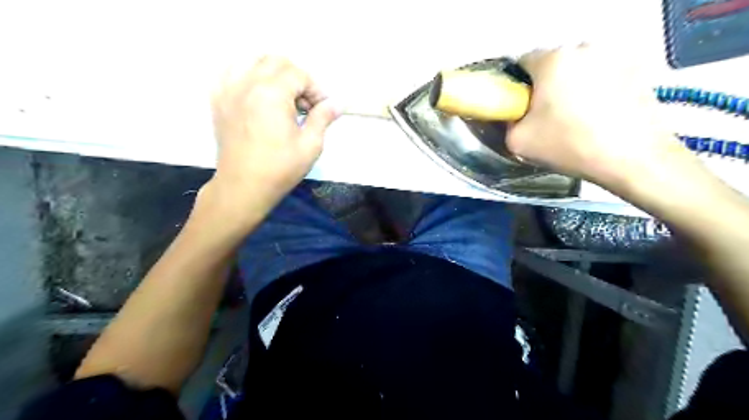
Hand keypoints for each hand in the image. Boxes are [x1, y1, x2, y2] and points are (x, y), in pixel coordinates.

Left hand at [209, 55, 340, 211]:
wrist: (243, 186)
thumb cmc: (280, 169)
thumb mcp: (310, 145)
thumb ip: (323, 118)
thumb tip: (336, 104)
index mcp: (271, 94)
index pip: (299, 74)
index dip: (316, 89)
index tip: (321, 109)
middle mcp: (247, 83)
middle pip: (276, 61)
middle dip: (296, 77)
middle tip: (304, 104)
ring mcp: (228, 89)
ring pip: (252, 60)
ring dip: (272, 72)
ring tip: (282, 96)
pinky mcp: (218, 100)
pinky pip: (231, 72)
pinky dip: (248, 75)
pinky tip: (257, 94)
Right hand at [506, 45, 686, 187]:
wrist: (631, 158)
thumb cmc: (569, 145)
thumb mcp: (518, 141)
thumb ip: (506, 123)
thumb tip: (513, 116)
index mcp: (553, 60)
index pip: (523, 63)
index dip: (517, 87)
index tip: (521, 108)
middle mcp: (584, 49)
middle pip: (552, 65)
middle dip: (545, 87)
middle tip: (547, 117)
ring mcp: (614, 56)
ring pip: (578, 70)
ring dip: (571, 88)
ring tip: (576, 119)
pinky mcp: (637, 69)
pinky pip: (602, 76)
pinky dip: (595, 91)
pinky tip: (598, 116)